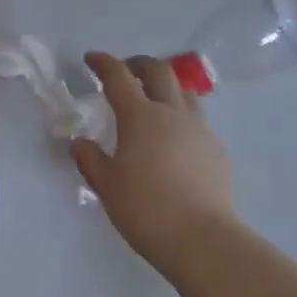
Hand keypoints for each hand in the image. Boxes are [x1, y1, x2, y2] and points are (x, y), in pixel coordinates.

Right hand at [75, 53, 237, 272]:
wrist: (202, 238)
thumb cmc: (146, 209)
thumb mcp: (107, 186)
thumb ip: (90, 159)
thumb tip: (80, 142)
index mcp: (139, 116)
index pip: (118, 76)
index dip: (103, 62)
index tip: (92, 58)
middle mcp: (171, 112)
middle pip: (158, 71)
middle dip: (139, 64)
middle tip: (126, 71)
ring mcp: (199, 128)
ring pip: (184, 91)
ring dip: (166, 86)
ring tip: (155, 99)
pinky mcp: (216, 149)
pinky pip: (198, 119)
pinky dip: (183, 116)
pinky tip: (176, 138)